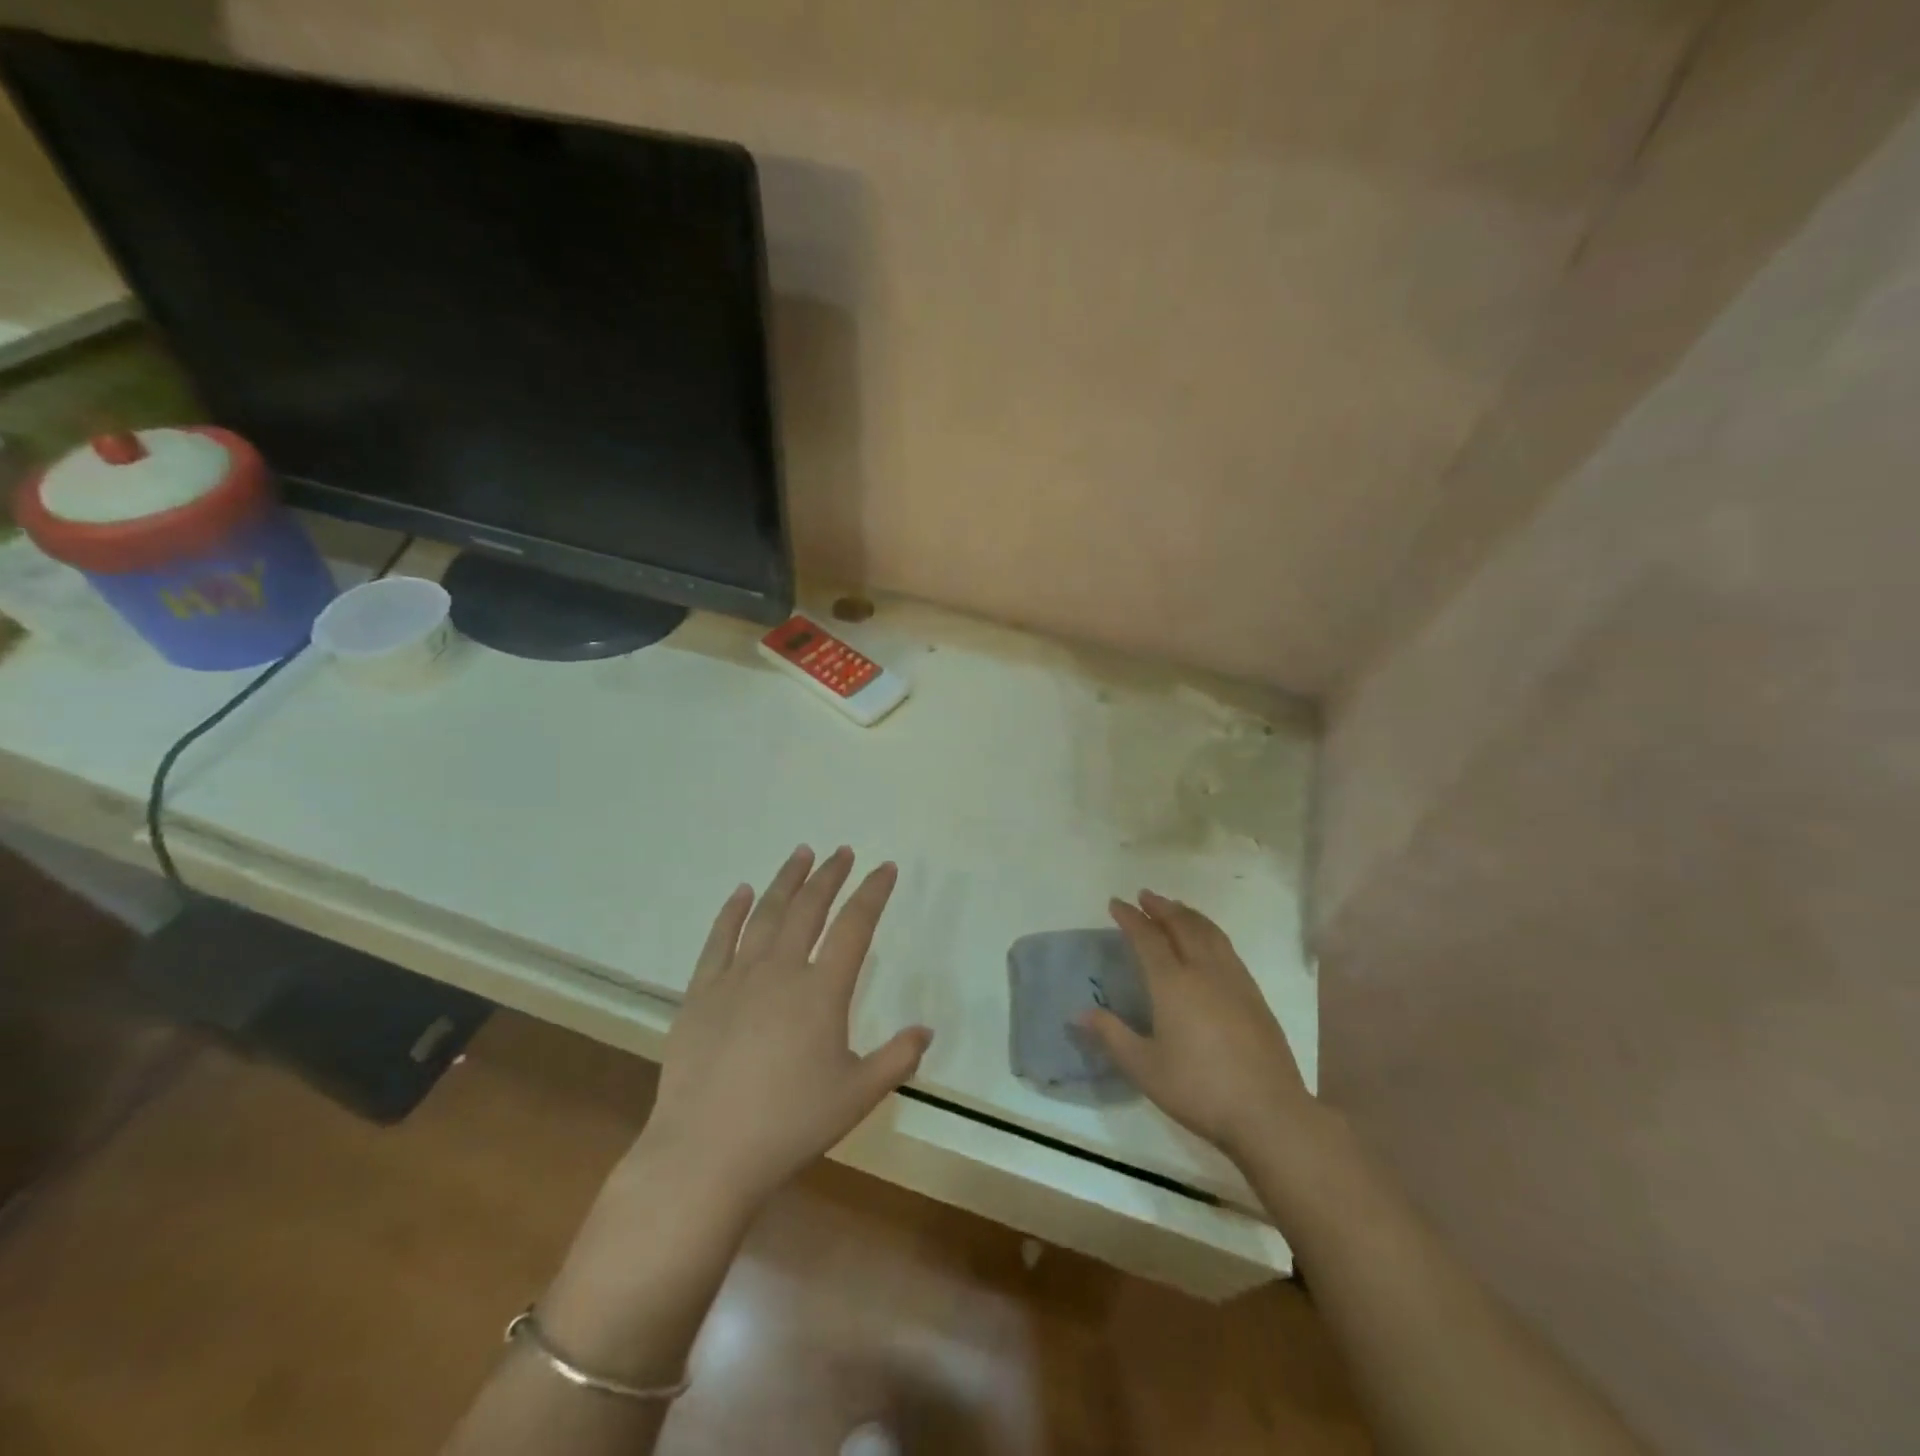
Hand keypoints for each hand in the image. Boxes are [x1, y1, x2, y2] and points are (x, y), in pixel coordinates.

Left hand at [632, 845, 932, 1218]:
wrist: (706, 1152)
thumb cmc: (789, 1125)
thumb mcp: (856, 1096)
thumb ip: (896, 1059)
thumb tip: (925, 1030)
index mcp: (822, 991)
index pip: (855, 926)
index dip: (873, 892)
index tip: (885, 867)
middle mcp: (781, 970)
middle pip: (809, 907)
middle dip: (829, 875)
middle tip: (842, 852)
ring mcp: (737, 977)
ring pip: (766, 913)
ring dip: (786, 880)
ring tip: (801, 854)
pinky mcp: (701, 992)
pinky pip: (719, 939)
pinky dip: (733, 911)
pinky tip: (742, 892)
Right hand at [1083, 890, 1319, 1166]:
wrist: (1268, 1112)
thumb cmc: (1198, 1089)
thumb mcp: (1144, 1068)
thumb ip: (1112, 1036)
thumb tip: (1080, 1013)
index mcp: (1173, 983)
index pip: (1148, 938)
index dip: (1130, 918)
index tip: (1116, 903)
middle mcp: (1204, 971)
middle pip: (1182, 925)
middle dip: (1161, 907)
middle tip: (1145, 896)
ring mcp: (1234, 980)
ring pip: (1209, 932)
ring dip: (1188, 914)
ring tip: (1175, 908)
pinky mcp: (1254, 995)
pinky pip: (1227, 947)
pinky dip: (1209, 932)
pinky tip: (1208, 943)